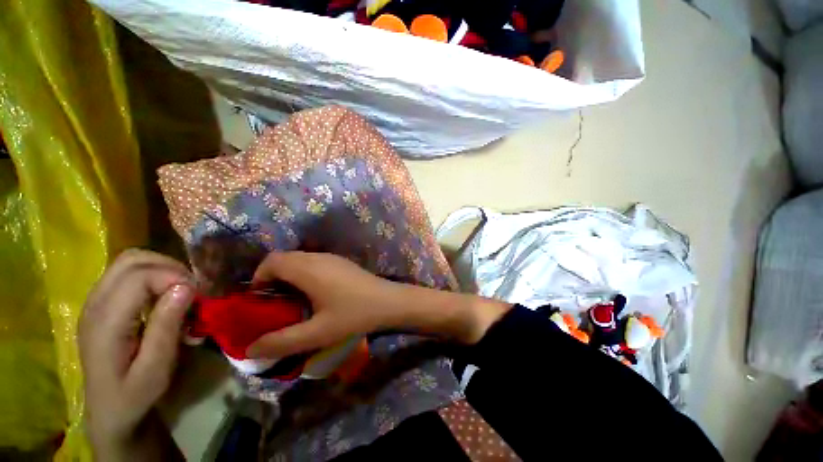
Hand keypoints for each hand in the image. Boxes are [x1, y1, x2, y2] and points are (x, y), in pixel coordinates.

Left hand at [79, 249, 193, 459]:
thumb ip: (167, 326)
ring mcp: (95, 302)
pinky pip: (127, 273)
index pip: (138, 276)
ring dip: (161, 269)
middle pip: (131, 260)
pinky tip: (163, 297)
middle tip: (191, 288)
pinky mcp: (101, 304)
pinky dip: (152, 276)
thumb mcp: (156, 369)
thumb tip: (185, 287)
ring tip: (180, 290)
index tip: (197, 295)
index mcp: (105, 323)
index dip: (173, 277)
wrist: (109, 412)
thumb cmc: (134, 396)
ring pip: (129, 261)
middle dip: (169, 267)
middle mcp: (94, 304)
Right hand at [246, 252, 510, 358]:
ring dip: (289, 277)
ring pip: (300, 260)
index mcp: (309, 269)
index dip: (259, 277)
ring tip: (291, 303)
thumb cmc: (354, 315)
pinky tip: (313, 296)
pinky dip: (304, 275)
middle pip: (285, 259)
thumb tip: (249, 349)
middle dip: (272, 279)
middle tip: (273, 305)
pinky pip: (314, 263)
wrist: (389, 301)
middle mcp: (319, 258)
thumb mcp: (317, 333)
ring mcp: (332, 258)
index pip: (272, 261)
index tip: (259, 301)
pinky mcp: (342, 263)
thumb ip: (282, 341)